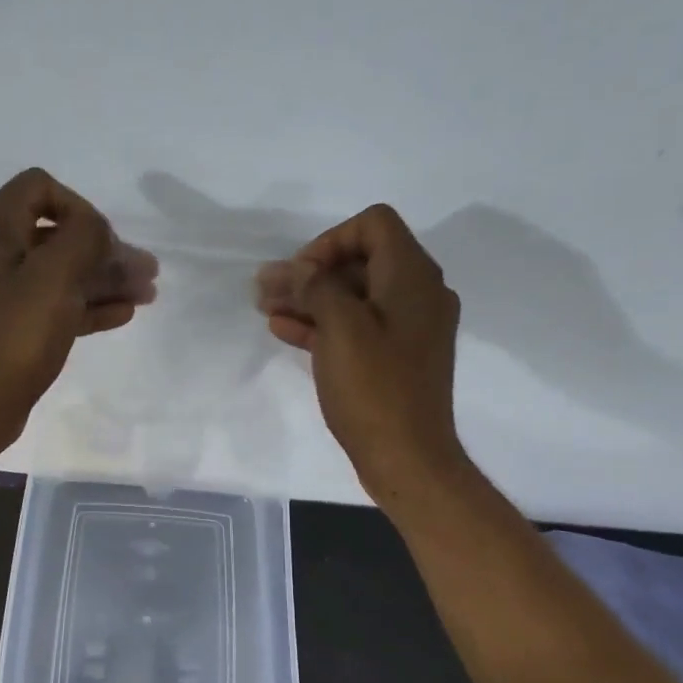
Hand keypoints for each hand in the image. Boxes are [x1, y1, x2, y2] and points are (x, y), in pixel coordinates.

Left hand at [0, 168, 156, 448]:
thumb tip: (96, 230)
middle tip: (147, 271)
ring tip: (147, 294)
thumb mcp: (56, 275)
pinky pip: (54, 304)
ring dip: (104, 279)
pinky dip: (87, 305)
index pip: (40, 187)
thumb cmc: (17, 333)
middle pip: (56, 235)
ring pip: (60, 273)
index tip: (104, 241)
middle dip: (105, 250)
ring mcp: (1, 292)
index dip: (80, 206)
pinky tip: (123, 314)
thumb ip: (84, 237)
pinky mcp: (11, 326)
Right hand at [255, 204, 463, 509]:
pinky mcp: (395, 358)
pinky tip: (284, 330)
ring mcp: (407, 329)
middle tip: (267, 290)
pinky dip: (323, 325)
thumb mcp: (341, 329)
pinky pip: (357, 327)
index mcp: (412, 277)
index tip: (299, 273)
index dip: (330, 240)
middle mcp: (417, 294)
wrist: (407, 457)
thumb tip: (296, 268)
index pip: (373, 225)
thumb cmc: (374, 389)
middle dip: (310, 273)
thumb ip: (316, 288)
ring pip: (353, 297)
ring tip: (266, 308)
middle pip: (360, 262)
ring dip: (310, 299)